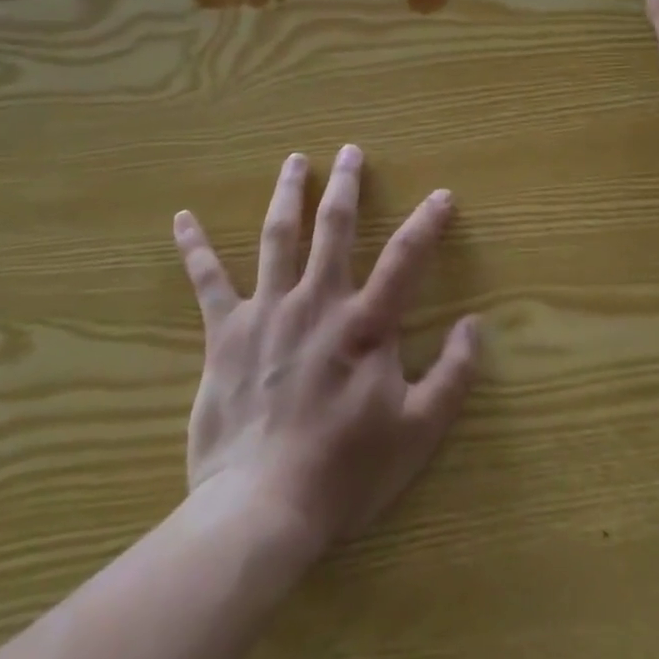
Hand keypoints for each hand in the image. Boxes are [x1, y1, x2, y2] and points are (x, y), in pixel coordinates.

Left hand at [172, 146, 479, 559]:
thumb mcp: (417, 432)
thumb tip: (475, 325)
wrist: (261, 508)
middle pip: (334, 227)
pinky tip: (182, 218)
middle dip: (346, 185)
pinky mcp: (226, 332)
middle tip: (350, 151)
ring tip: (294, 161)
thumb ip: (453, 376)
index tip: (442, 194)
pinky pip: (208, 281)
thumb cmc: (344, 471)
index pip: (406, 258)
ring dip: (288, 194)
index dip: (427, 223)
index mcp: (364, 324)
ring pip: (278, 237)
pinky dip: (195, 247)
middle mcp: (317, 302)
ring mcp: (268, 311)